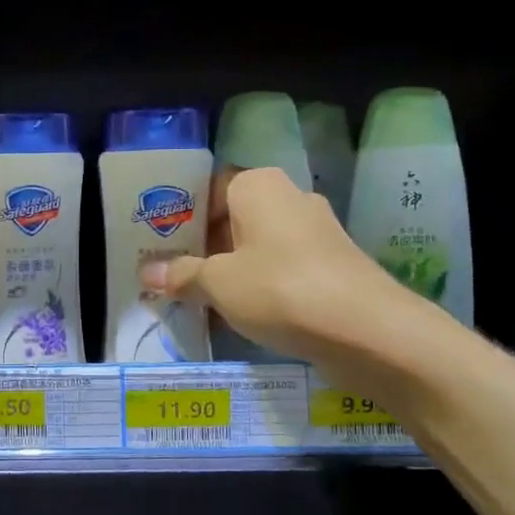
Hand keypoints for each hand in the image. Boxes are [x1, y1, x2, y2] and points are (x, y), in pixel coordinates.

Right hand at [141, 166, 428, 366]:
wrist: (367, 329)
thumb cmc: (279, 288)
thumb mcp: (217, 283)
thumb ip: (181, 275)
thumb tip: (147, 273)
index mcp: (258, 185)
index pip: (209, 187)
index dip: (182, 215)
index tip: (159, 244)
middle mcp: (289, 197)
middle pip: (233, 216)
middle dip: (204, 246)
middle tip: (171, 273)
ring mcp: (315, 231)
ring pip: (258, 244)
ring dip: (231, 268)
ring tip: (198, 296)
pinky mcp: (331, 264)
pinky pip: (282, 267)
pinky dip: (259, 284)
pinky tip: (241, 312)